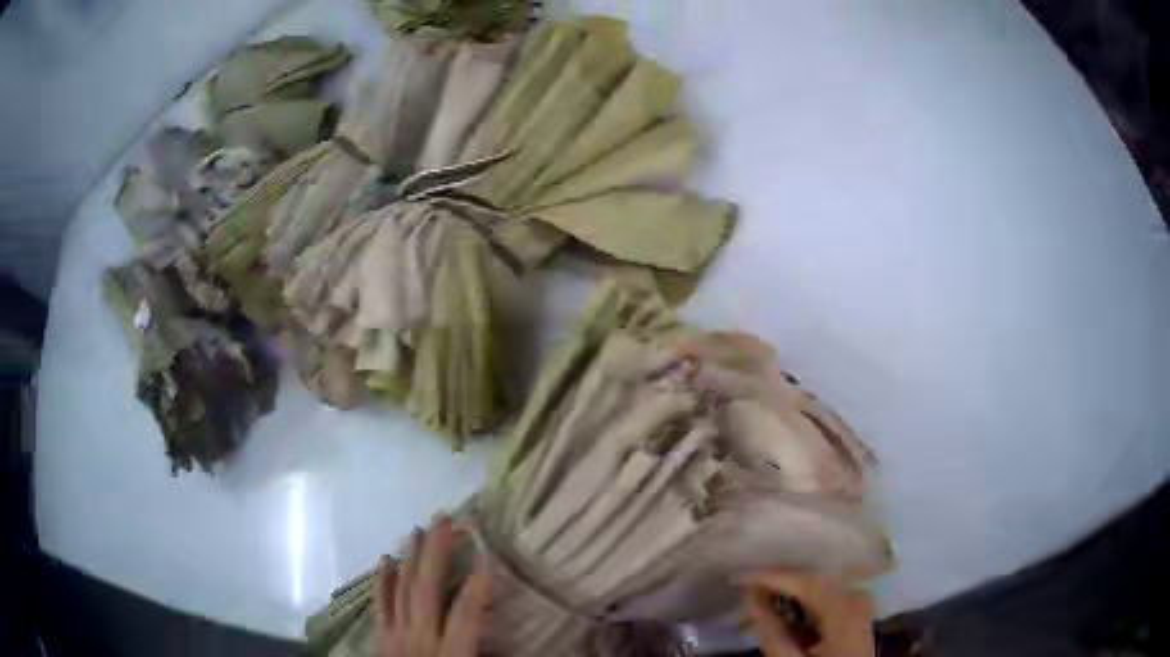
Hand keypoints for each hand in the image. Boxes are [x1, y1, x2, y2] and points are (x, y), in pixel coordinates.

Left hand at [376, 517, 492, 656]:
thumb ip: (485, 651)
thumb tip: (499, 626)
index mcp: (452, 650)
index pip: (466, 610)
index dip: (478, 582)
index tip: (487, 552)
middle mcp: (421, 635)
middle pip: (427, 588)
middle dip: (436, 551)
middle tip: (444, 519)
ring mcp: (396, 633)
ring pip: (402, 589)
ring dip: (411, 557)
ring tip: (419, 529)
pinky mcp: (380, 636)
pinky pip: (380, 603)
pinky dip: (383, 579)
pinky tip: (386, 559)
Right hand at [745, 570, 874, 656]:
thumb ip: (772, 633)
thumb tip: (750, 599)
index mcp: (846, 608)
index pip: (806, 581)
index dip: (773, 576)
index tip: (742, 575)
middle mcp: (857, 595)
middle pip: (814, 579)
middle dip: (779, 583)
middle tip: (747, 588)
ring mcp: (860, 601)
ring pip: (819, 586)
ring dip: (790, 592)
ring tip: (760, 599)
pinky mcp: (856, 610)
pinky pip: (826, 596)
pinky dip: (803, 602)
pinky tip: (785, 611)